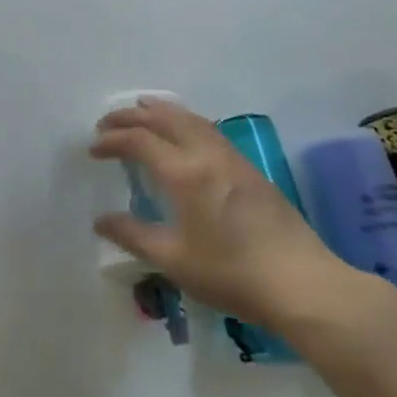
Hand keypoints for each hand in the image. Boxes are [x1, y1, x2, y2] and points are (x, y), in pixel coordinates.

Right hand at [90, 98, 353, 331]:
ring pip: (193, 119)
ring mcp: (234, 160)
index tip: (93, 149)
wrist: (303, 284)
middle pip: (166, 118)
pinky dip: (186, 122)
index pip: (140, 140)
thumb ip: (133, 236)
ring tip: (143, 112)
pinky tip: (185, 137)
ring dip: (163, 112)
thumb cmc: (231, 273)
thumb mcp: (173, 260)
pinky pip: (210, 131)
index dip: (112, 140)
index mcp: (185, 173)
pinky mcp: (252, 171)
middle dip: (133, 115)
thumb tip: (101, 221)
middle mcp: (208, 155)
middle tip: (109, 122)